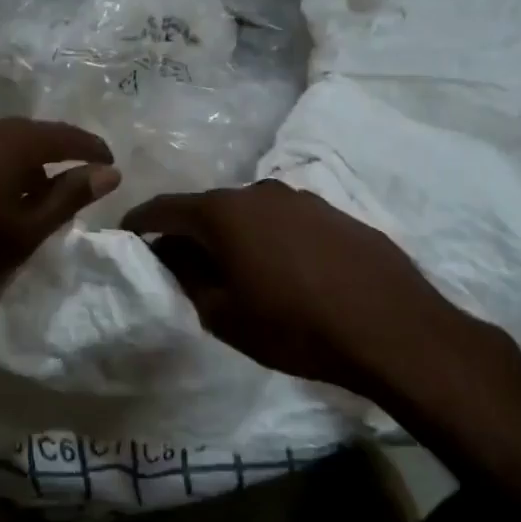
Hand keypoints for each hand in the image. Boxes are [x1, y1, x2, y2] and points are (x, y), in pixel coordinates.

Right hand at [122, 181, 515, 400]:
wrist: (393, 329)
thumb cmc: (295, 326)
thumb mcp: (226, 315)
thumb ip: (189, 280)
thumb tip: (172, 258)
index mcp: (225, 213)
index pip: (167, 208)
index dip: (141, 221)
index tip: (126, 234)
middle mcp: (260, 192)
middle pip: (209, 208)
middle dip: (189, 233)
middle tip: (179, 263)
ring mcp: (302, 199)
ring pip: (249, 213)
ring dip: (232, 236)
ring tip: (233, 269)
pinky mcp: (334, 213)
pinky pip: (285, 221)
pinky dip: (269, 239)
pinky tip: (282, 270)